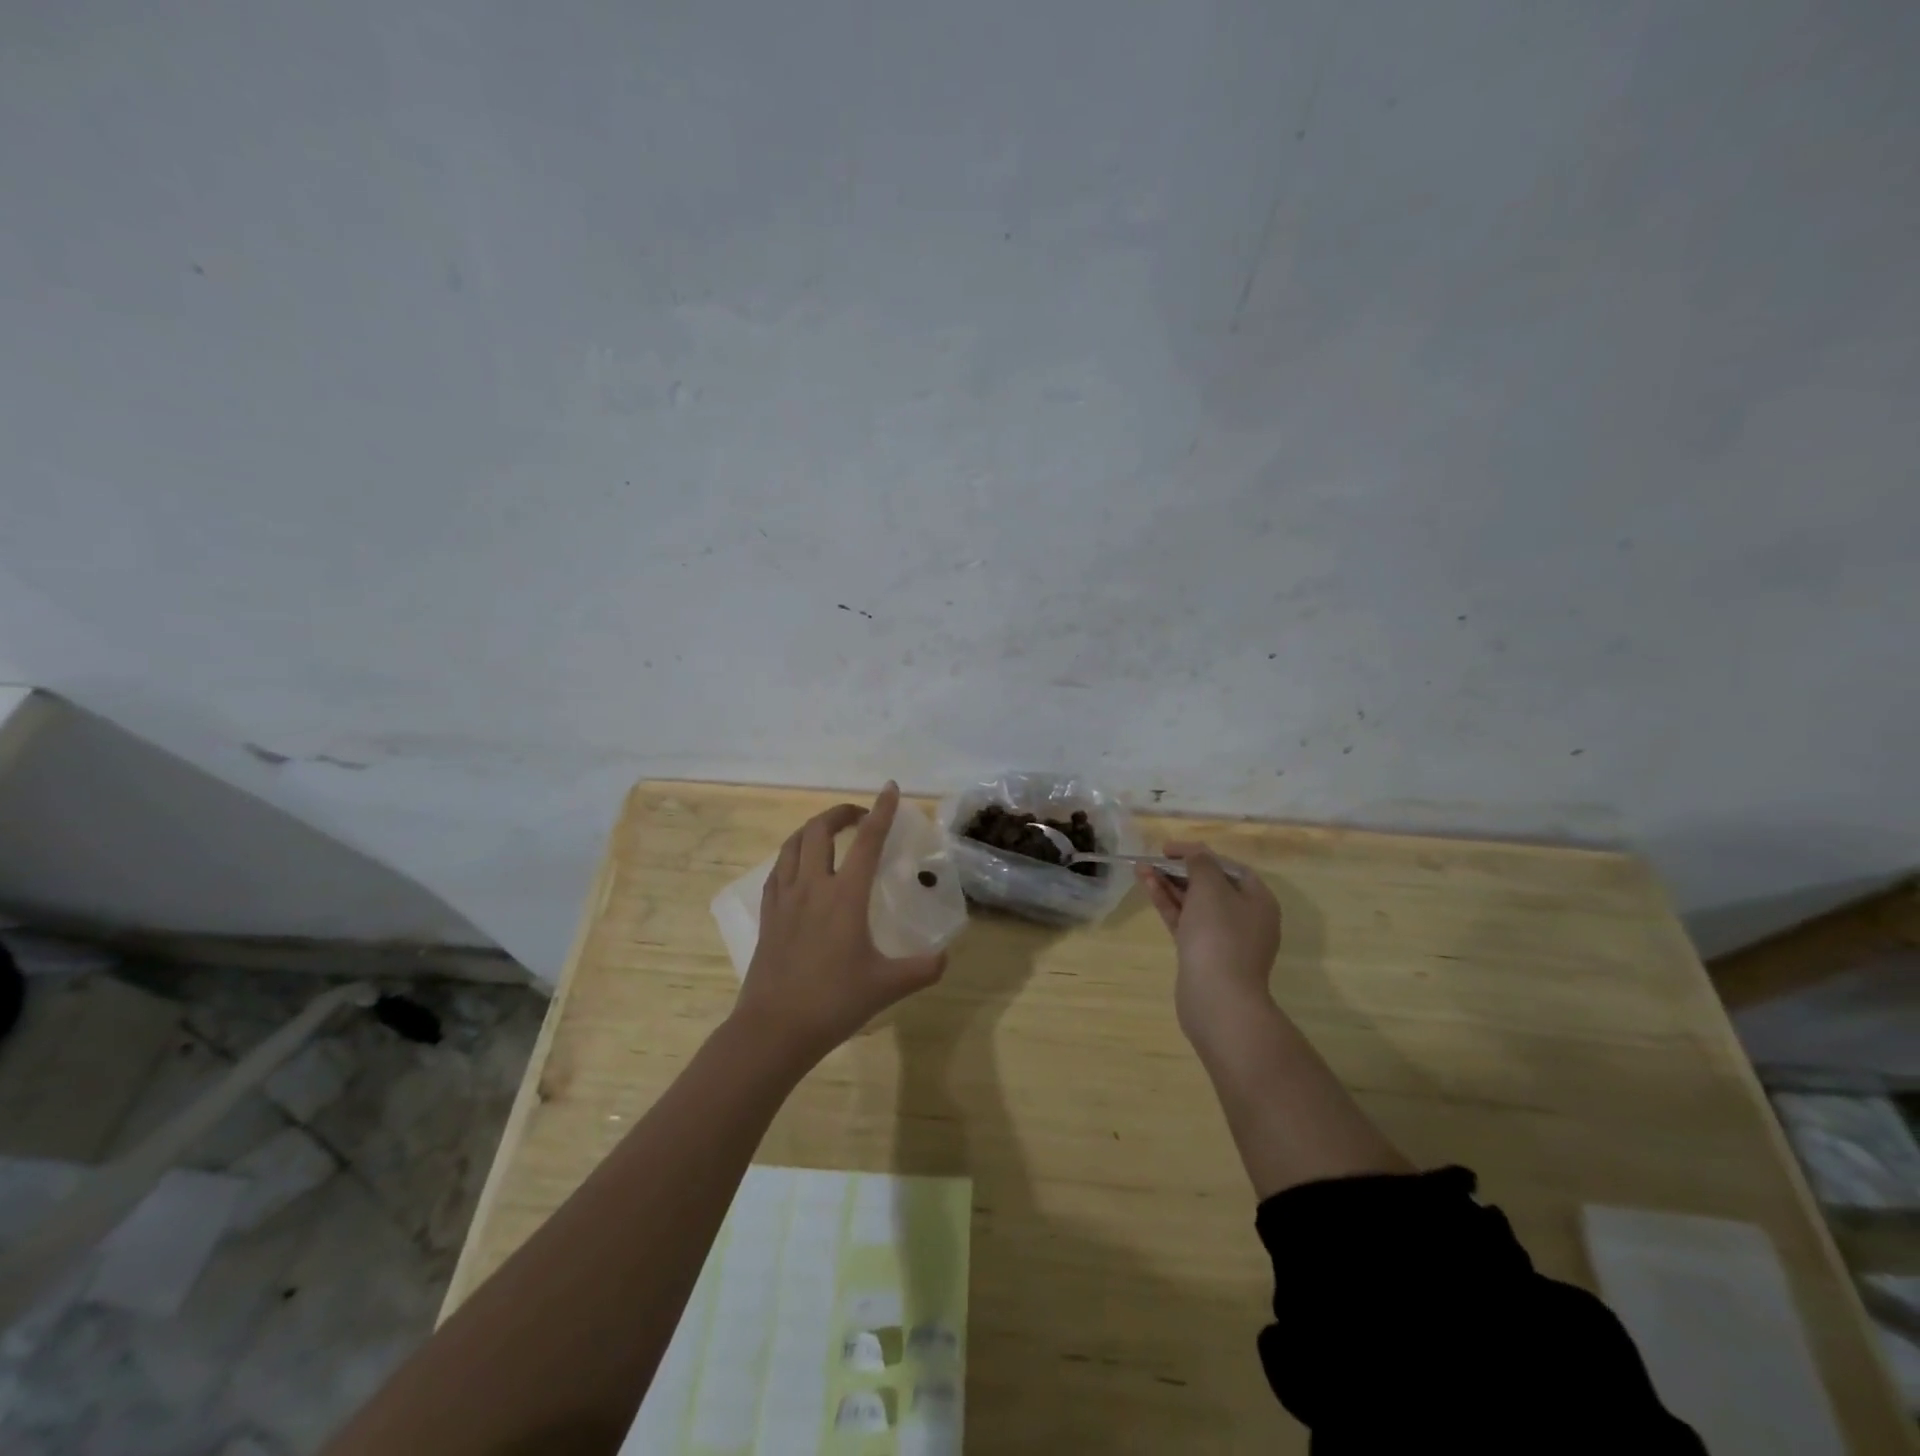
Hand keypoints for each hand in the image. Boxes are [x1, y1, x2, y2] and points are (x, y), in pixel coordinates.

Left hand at [734, 782, 947, 1067]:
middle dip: (841, 813)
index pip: (866, 841)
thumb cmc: (833, 1002)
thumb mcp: (887, 986)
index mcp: (845, 896)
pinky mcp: (768, 915)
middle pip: (820, 830)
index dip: (881, 812)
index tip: (889, 789)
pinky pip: (777, 870)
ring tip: (830, 833)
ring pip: (793, 845)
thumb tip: (945, 957)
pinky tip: (799, 867)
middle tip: (860, 817)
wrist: (774, 1030)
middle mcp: (812, 887)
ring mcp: (785, 899)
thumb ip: (923, 969)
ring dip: (813, 829)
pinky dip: (792, 855)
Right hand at [1136, 842, 1280, 1050]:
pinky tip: (1148, 887)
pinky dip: (1168, 904)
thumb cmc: (1220, 935)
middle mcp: (1245, 918)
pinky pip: (1185, 921)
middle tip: (1154, 860)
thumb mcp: (1211, 887)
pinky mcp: (1202, 954)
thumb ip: (1201, 863)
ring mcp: (1223, 939)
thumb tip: (1194, 854)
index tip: (1170, 849)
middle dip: (1180, 870)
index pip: (1229, 867)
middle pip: (1210, 885)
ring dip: (1169, 885)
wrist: (1217, 997)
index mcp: (1258, 901)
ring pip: (1194, 904)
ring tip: (1141, 868)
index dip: (1200, 853)